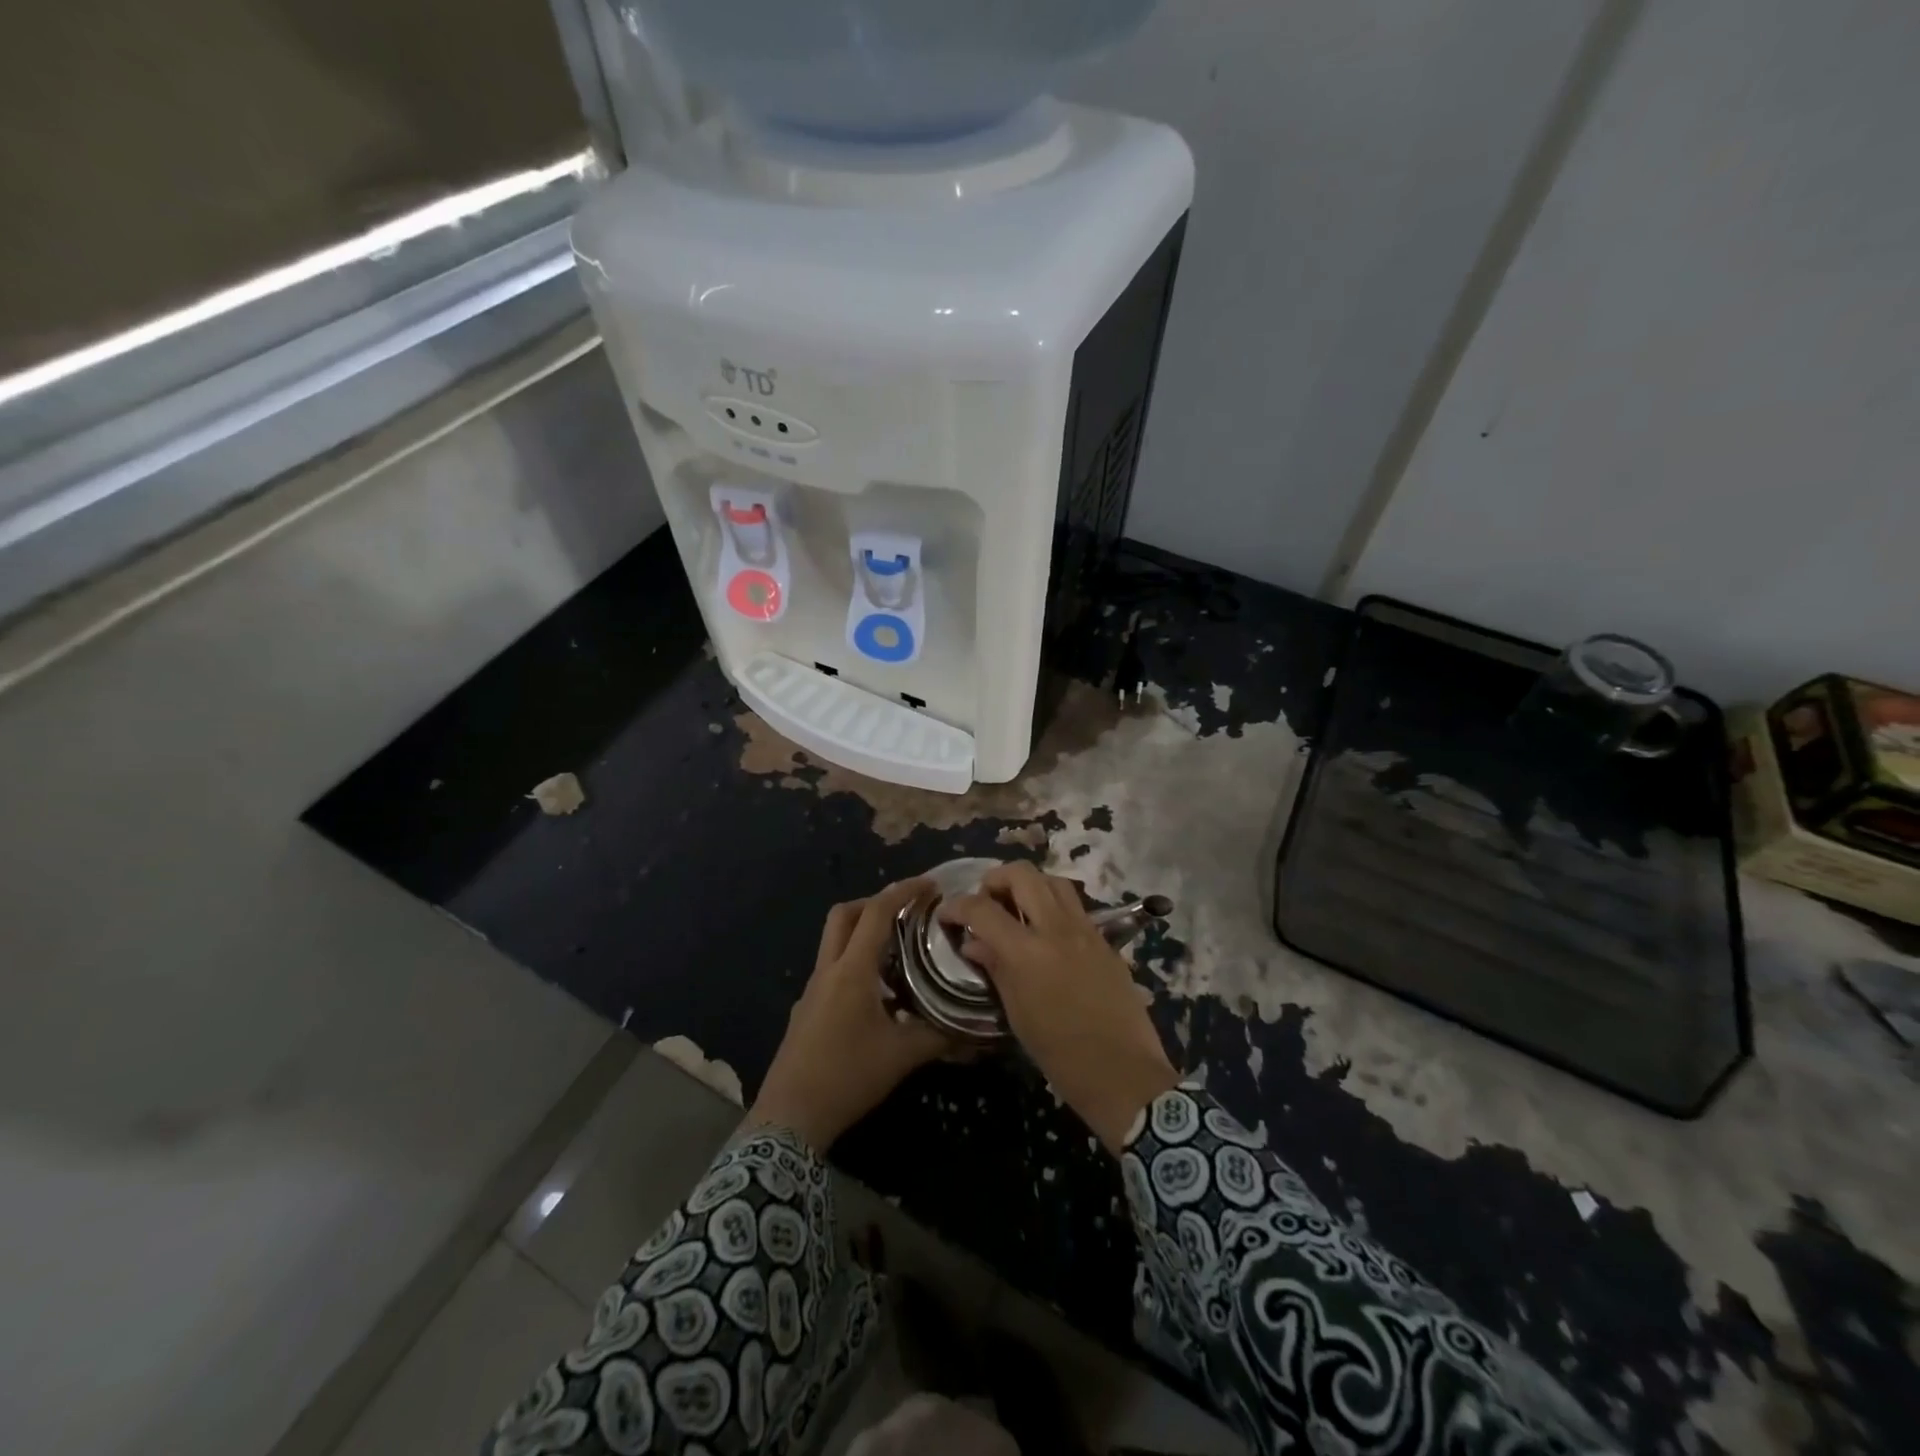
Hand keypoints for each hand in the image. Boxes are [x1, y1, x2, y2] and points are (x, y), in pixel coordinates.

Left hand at [746, 878, 950, 1151]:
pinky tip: (877, 992)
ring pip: (834, 941)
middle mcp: (828, 970)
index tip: (930, 884)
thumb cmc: (847, 1076)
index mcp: (852, 971)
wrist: (790, 1117)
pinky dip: (854, 962)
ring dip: (862, 932)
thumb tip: (975, 1030)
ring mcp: (812, 990)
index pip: (876, 913)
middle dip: (874, 902)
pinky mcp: (806, 1010)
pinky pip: (831, 969)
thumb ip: (940, 1037)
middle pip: (843, 915)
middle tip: (906, 910)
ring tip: (898, 949)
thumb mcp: (902, 1056)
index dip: (903, 891)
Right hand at [938, 863, 1177, 1150]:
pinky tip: (1046, 930)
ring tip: (1016, 907)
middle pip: (1022, 874)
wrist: (1123, 1073)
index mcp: (1027, 952)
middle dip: (995, 879)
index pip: (983, 909)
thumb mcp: (1017, 1014)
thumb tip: (974, 943)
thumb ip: (996, 969)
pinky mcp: (1105, 939)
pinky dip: (1053, 904)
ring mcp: (1086, 930)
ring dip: (1029, 885)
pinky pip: (1075, 905)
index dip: (958, 906)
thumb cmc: (1061, 1055)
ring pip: (1053, 880)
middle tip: (985, 901)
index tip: (947, 915)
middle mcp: (1056, 929)